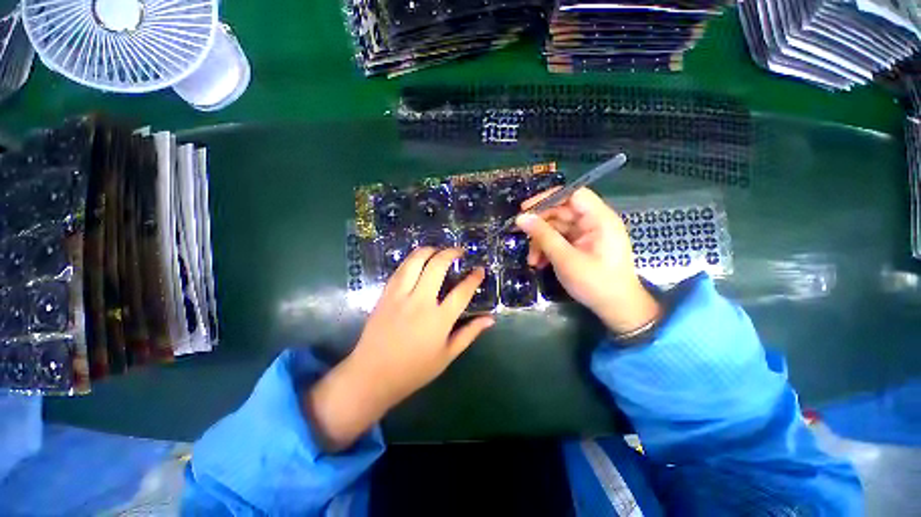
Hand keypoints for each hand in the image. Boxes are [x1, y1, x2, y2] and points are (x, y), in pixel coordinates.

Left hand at [305, 247, 493, 450]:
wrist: (372, 375)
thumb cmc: (414, 370)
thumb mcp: (447, 355)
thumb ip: (469, 334)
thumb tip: (490, 319)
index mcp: (439, 320)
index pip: (462, 291)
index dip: (474, 278)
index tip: (479, 270)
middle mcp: (420, 302)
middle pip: (437, 266)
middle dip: (451, 253)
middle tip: (459, 251)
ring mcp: (400, 296)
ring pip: (415, 261)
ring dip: (429, 250)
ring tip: (438, 250)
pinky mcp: (385, 294)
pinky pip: (400, 269)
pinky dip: (412, 259)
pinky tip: (418, 259)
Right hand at [515, 187, 659, 333]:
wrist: (617, 309)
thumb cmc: (595, 283)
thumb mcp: (565, 259)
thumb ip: (543, 236)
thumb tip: (521, 218)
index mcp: (599, 219)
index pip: (572, 194)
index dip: (548, 197)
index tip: (526, 209)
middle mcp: (594, 222)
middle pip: (561, 212)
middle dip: (540, 227)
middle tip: (521, 236)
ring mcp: (588, 234)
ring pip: (557, 228)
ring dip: (541, 242)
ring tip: (532, 261)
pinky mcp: (582, 246)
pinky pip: (561, 240)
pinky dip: (548, 249)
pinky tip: (539, 263)